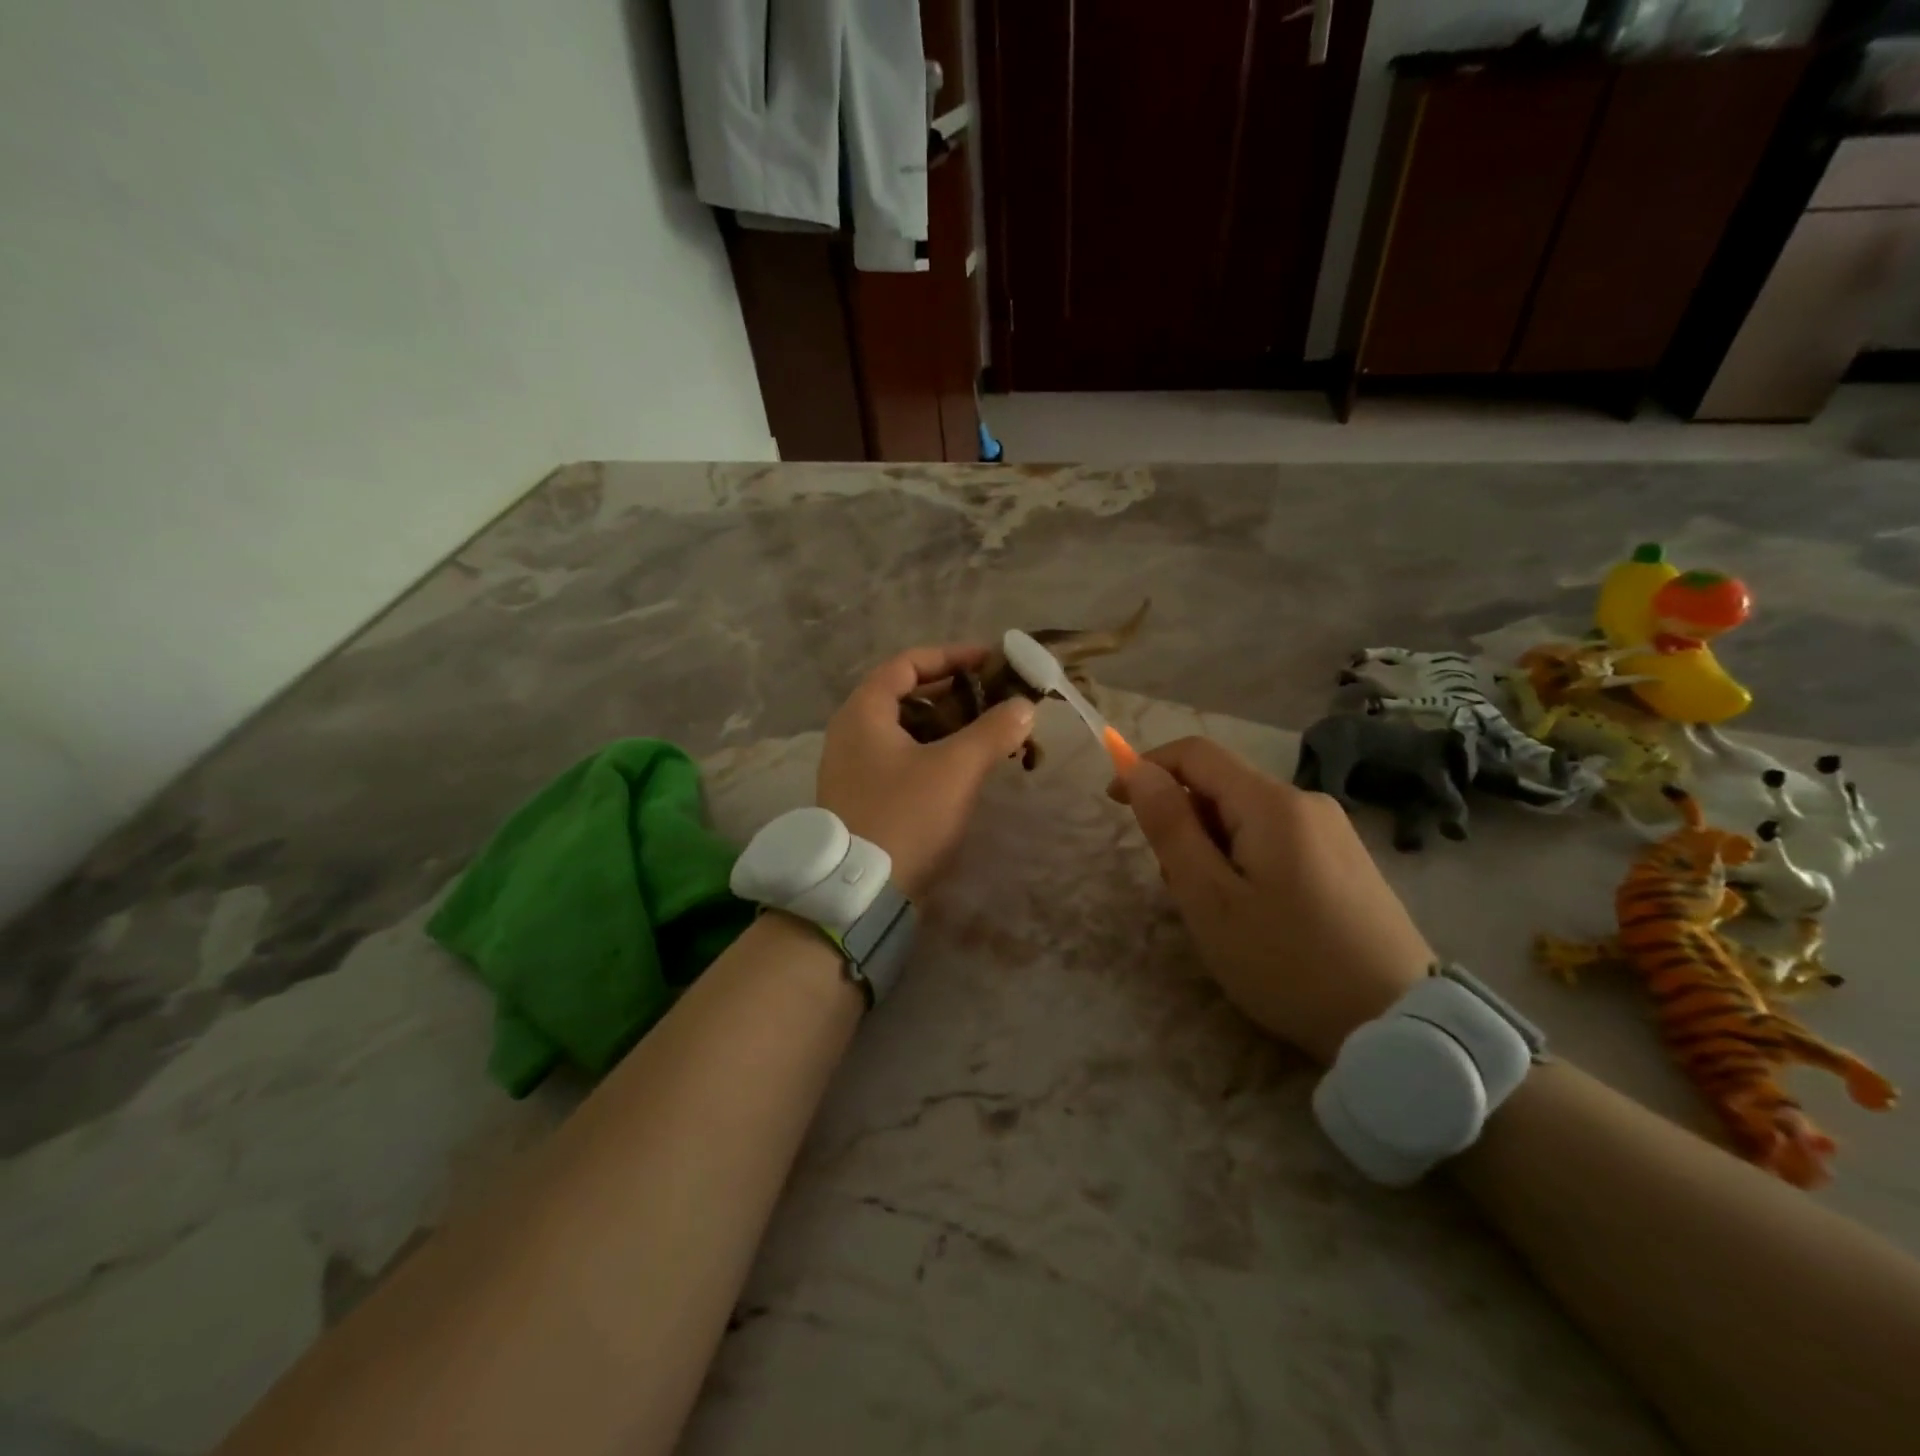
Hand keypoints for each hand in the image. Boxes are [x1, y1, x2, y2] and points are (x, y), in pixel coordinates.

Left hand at [818, 645, 1035, 899]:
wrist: (860, 893)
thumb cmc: (905, 816)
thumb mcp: (955, 768)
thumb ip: (993, 731)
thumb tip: (1024, 706)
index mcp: (863, 712)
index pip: (907, 663)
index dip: (950, 656)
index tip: (989, 661)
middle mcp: (851, 733)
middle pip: (906, 695)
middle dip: (954, 693)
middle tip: (996, 699)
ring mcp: (854, 767)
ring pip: (907, 730)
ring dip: (948, 726)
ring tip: (990, 733)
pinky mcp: (864, 796)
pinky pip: (902, 758)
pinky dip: (934, 753)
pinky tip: (965, 769)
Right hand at [1114, 737, 1431, 1063]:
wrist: (1398, 1025)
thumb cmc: (1287, 961)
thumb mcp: (1210, 899)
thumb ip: (1171, 828)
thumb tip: (1139, 770)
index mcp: (1272, 803)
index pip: (1196, 753)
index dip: (1148, 768)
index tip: (1116, 803)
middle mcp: (1306, 802)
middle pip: (1223, 786)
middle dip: (1183, 820)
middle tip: (1176, 885)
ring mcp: (1333, 831)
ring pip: (1247, 816)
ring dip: (1212, 845)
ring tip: (1217, 911)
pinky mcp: (1347, 860)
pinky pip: (1276, 839)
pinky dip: (1244, 859)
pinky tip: (1255, 913)